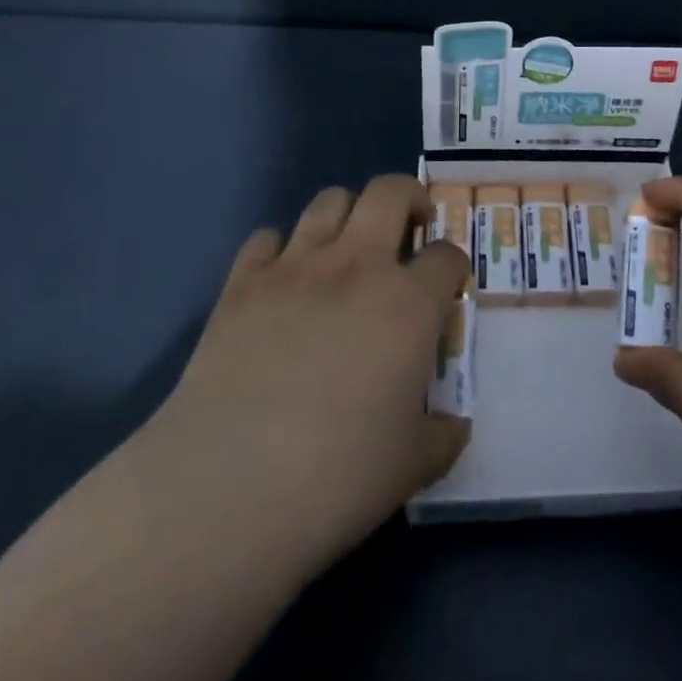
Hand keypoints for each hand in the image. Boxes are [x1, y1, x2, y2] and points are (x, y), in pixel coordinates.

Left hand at [138, 174, 470, 577]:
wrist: (227, 487)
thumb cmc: (336, 477)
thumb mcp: (410, 467)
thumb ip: (441, 437)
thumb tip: (455, 427)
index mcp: (409, 304)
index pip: (447, 256)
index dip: (453, 265)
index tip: (448, 285)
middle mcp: (358, 266)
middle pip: (391, 192)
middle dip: (409, 199)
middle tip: (410, 226)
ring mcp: (296, 267)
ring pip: (329, 200)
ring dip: (347, 214)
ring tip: (348, 247)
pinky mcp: (242, 282)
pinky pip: (267, 237)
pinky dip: (281, 249)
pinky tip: (282, 282)